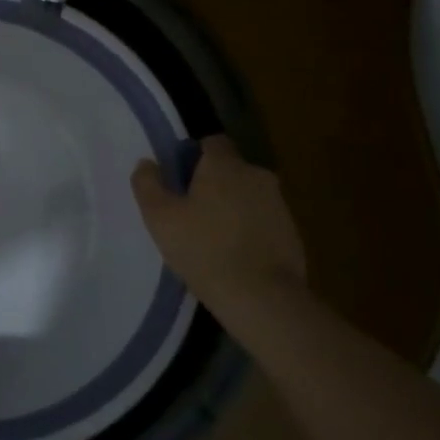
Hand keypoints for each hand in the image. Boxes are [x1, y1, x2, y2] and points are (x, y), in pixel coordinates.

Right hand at [131, 136, 307, 313]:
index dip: (194, 156)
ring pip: (248, 195)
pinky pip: (263, 221)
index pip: (212, 142)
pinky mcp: (292, 233)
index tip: (179, 179)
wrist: (262, 298)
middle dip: (212, 184)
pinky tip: (234, 255)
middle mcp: (257, 176)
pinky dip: (249, 230)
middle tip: (189, 211)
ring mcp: (279, 205)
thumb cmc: (203, 249)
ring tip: (211, 237)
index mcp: (225, 165)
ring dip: (231, 207)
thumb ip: (148, 183)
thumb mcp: (159, 217)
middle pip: (230, 169)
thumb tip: (147, 163)